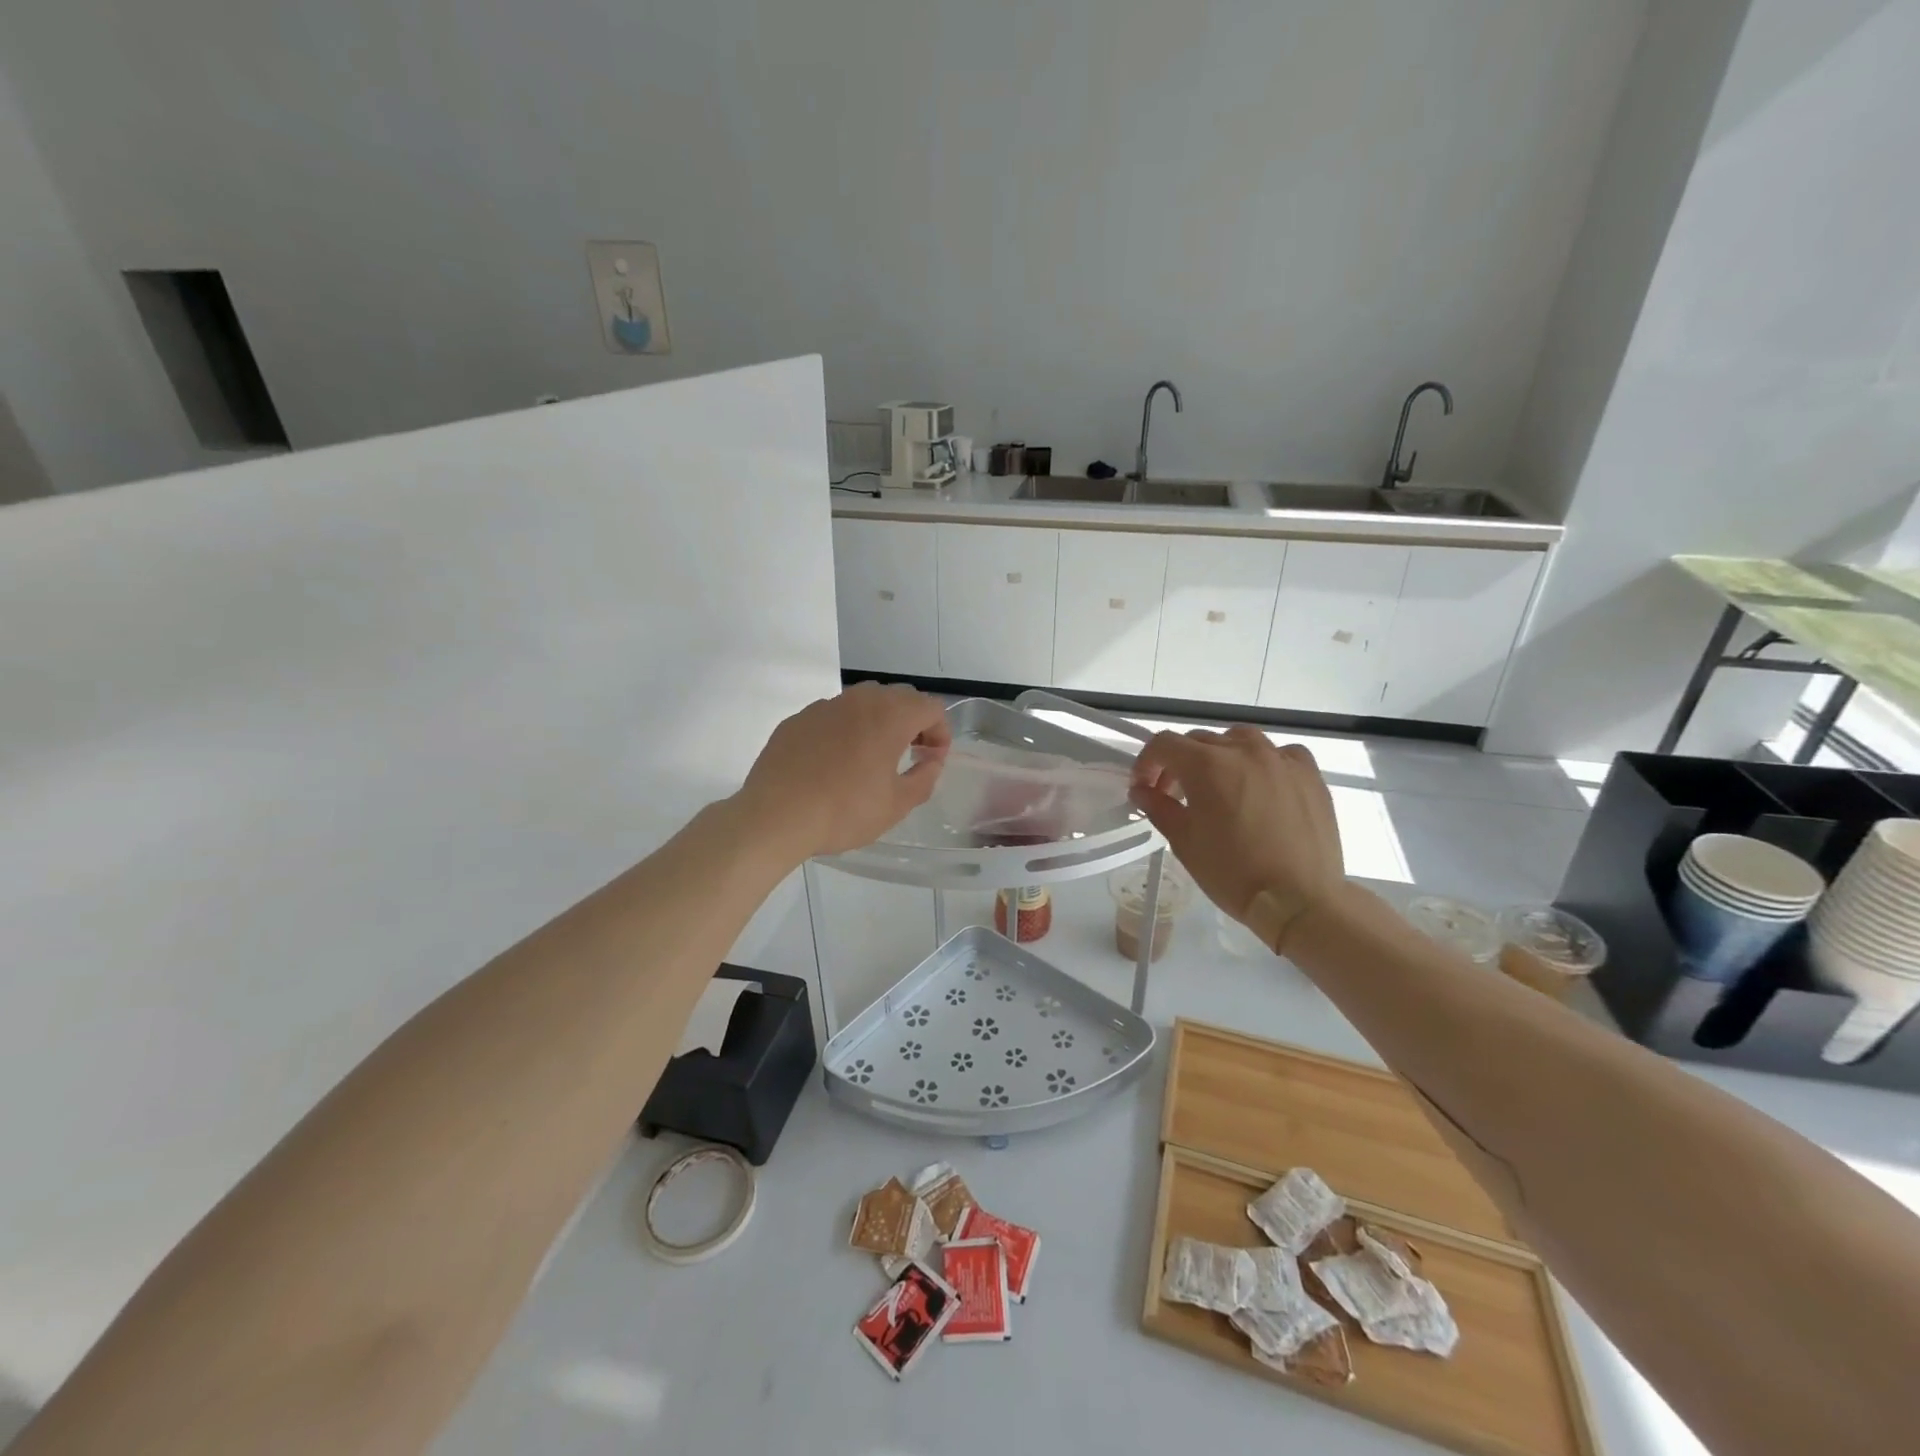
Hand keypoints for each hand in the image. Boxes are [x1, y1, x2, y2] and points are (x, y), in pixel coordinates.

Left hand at [735, 683, 951, 859]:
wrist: (776, 815)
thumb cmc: (844, 811)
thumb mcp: (896, 805)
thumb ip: (924, 778)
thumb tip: (931, 761)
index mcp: (890, 716)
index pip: (930, 707)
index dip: (940, 732)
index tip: (932, 759)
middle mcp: (859, 700)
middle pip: (899, 696)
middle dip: (913, 721)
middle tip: (910, 754)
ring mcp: (825, 706)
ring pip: (864, 701)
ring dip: (879, 721)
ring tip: (873, 755)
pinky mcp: (798, 719)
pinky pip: (833, 715)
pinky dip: (845, 729)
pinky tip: (834, 762)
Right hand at [1129, 725, 1342, 951]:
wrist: (1300, 899)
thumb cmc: (1233, 873)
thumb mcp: (1184, 842)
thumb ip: (1159, 807)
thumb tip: (1142, 790)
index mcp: (1206, 765)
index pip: (1164, 744)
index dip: (1146, 763)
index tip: (1144, 788)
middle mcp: (1243, 750)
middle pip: (1199, 741)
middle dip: (1179, 763)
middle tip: (1175, 795)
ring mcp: (1280, 759)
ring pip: (1239, 740)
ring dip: (1220, 756)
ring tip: (1219, 786)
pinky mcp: (1309, 773)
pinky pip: (1280, 754)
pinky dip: (1263, 762)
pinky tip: (1262, 785)